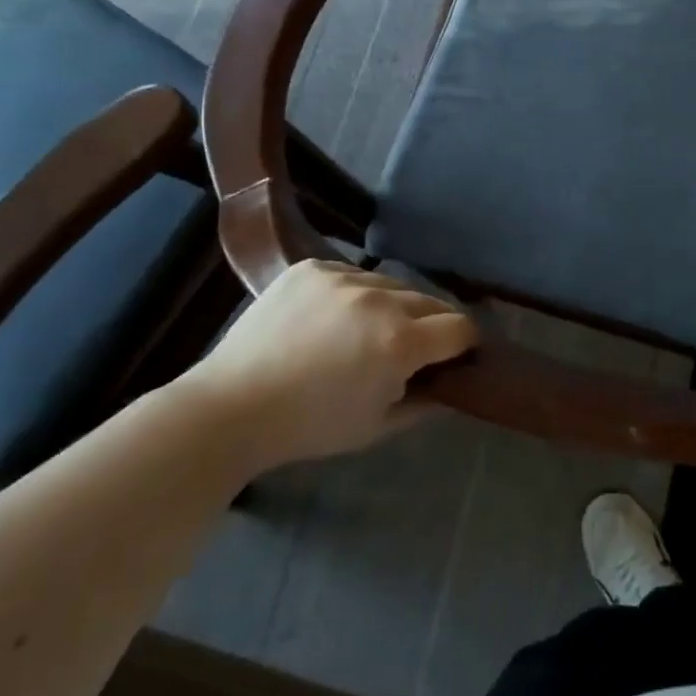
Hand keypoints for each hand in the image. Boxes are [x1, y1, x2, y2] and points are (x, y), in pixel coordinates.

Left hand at [175, 260, 476, 471]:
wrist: (230, 408)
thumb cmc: (309, 427)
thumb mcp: (377, 426)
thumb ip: (426, 402)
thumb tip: (452, 385)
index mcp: (399, 342)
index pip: (459, 327)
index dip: (464, 344)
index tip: (456, 356)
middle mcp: (379, 299)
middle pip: (430, 301)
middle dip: (431, 325)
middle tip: (412, 349)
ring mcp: (343, 277)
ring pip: (391, 285)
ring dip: (392, 306)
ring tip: (366, 332)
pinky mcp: (312, 267)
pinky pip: (352, 274)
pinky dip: (354, 294)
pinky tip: (332, 318)